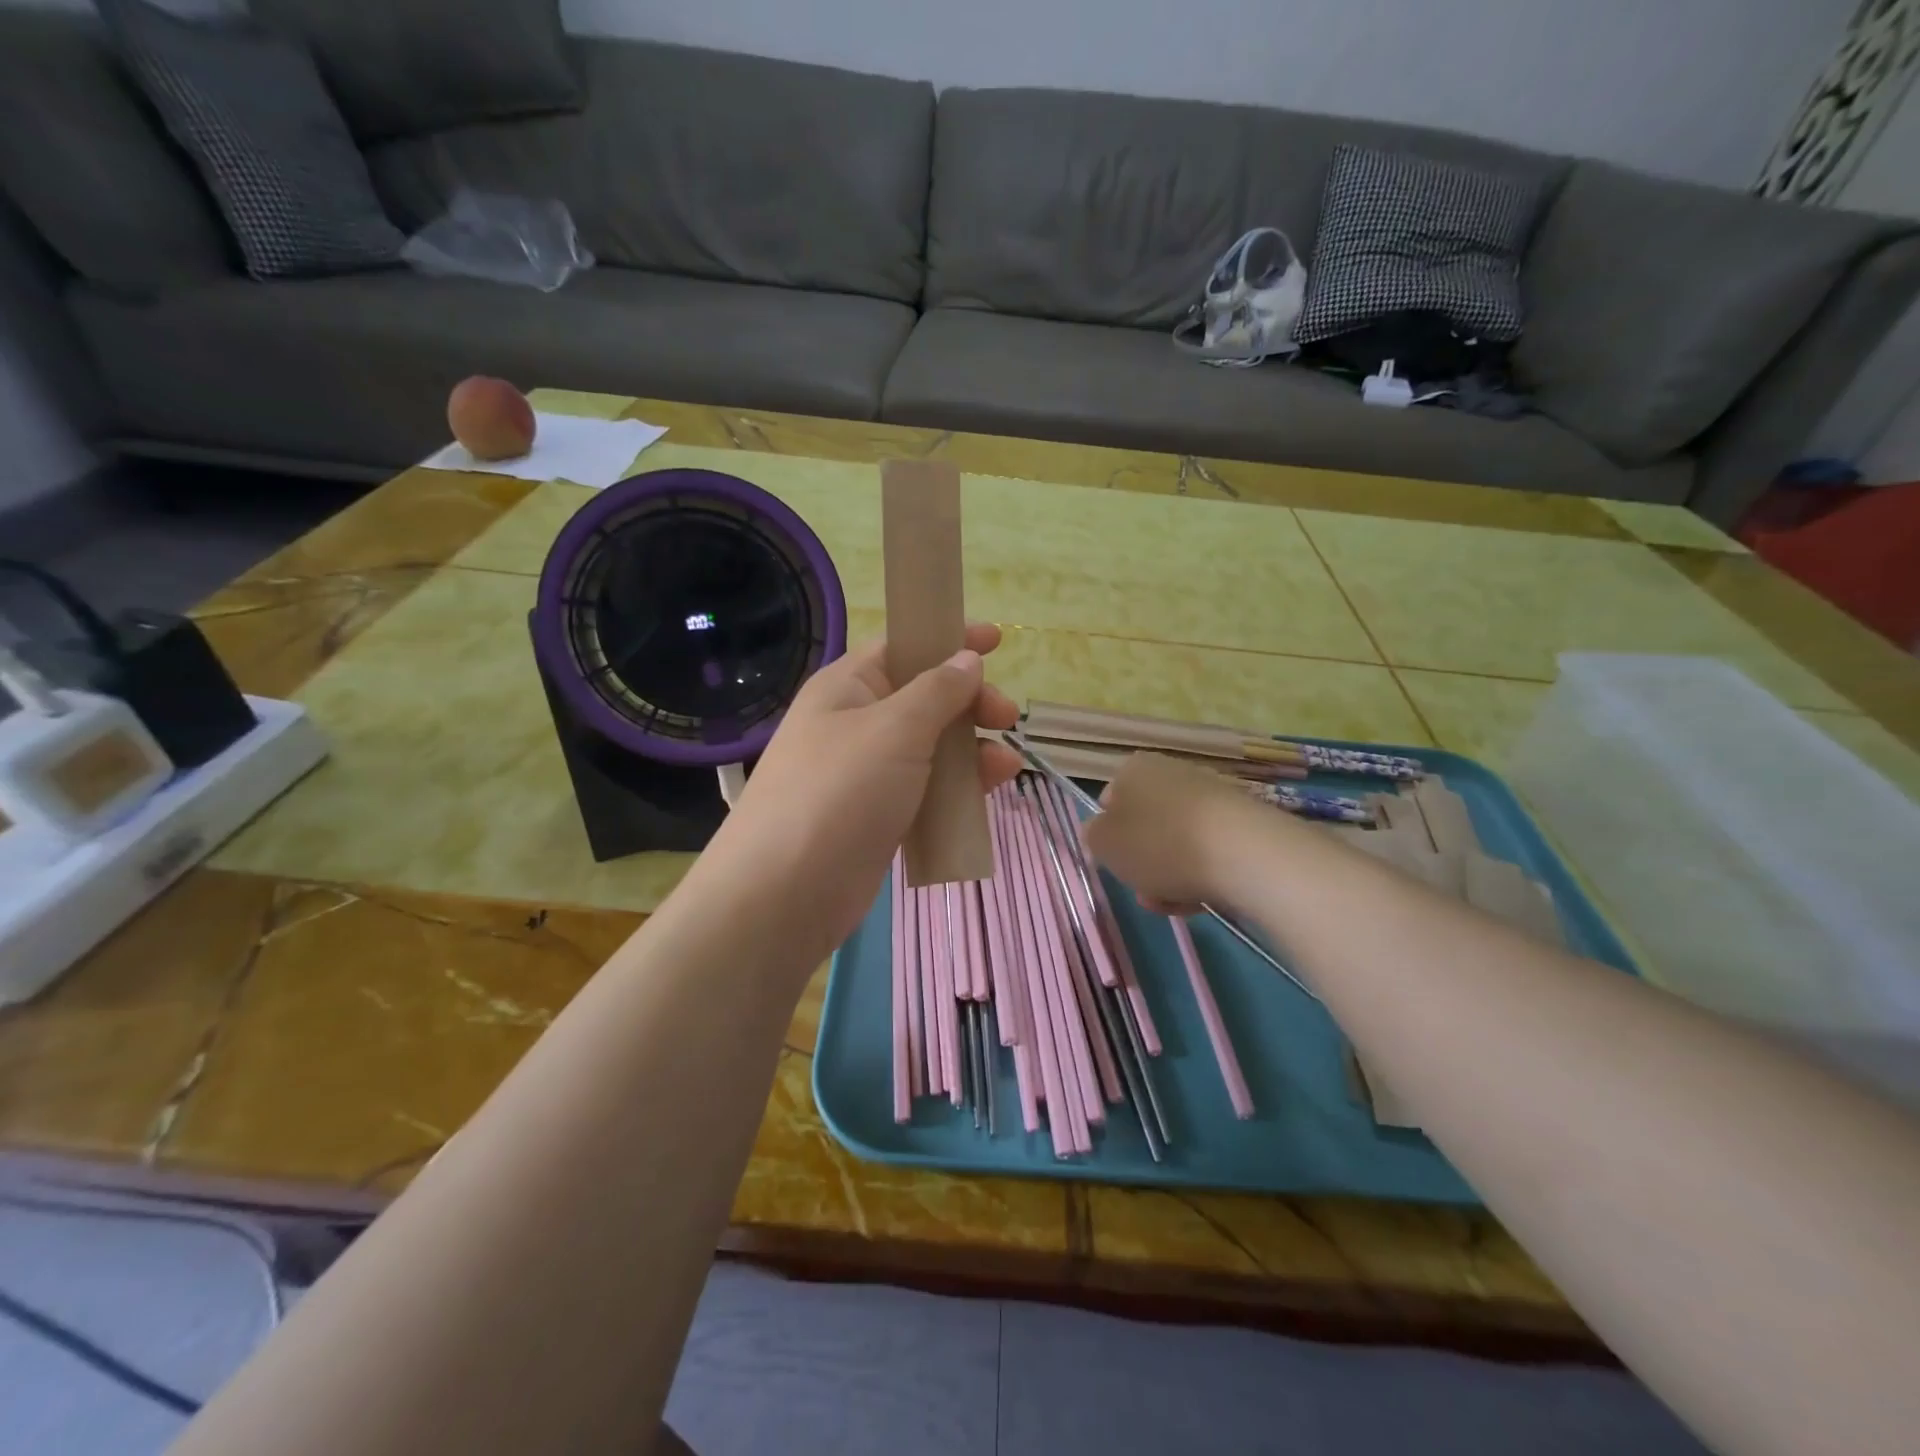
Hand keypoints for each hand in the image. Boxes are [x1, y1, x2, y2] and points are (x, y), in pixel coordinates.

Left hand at [705, 623, 1021, 955]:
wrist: (786, 894)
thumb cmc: (839, 792)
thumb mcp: (895, 730)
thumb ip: (938, 692)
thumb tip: (967, 659)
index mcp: (847, 688)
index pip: (902, 648)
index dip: (947, 640)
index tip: (996, 640)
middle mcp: (855, 725)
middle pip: (924, 699)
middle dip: (969, 703)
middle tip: (1006, 717)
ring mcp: (866, 775)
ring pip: (930, 749)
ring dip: (971, 751)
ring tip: (1006, 765)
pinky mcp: (878, 818)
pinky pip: (926, 791)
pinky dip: (957, 789)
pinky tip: (987, 794)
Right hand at [1080, 753, 1259, 913]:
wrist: (1242, 853)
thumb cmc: (1159, 843)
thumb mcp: (1104, 843)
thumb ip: (1093, 836)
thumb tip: (1101, 831)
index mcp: (1134, 769)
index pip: (1108, 802)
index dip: (1109, 837)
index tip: (1116, 864)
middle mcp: (1171, 773)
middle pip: (1145, 826)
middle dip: (1142, 863)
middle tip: (1144, 891)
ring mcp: (1209, 795)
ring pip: (1175, 843)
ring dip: (1168, 876)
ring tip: (1175, 903)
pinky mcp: (1240, 822)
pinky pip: (1207, 851)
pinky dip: (1200, 875)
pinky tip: (1202, 899)